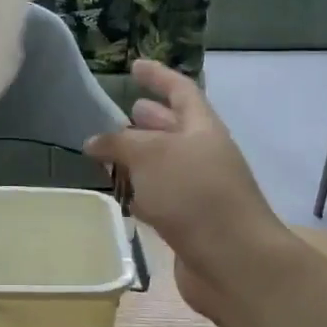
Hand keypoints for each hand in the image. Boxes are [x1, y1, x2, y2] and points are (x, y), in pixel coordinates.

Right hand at [84, 61, 294, 326]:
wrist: (233, 261)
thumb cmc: (194, 194)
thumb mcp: (150, 155)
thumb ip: (118, 142)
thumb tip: (93, 142)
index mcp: (202, 128)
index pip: (180, 90)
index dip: (158, 76)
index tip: (134, 66)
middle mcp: (202, 154)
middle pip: (173, 128)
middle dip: (146, 119)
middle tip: (117, 113)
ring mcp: (197, 189)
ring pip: (163, 164)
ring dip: (137, 157)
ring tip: (106, 152)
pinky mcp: (187, 221)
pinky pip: (158, 196)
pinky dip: (138, 190)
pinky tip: (119, 191)